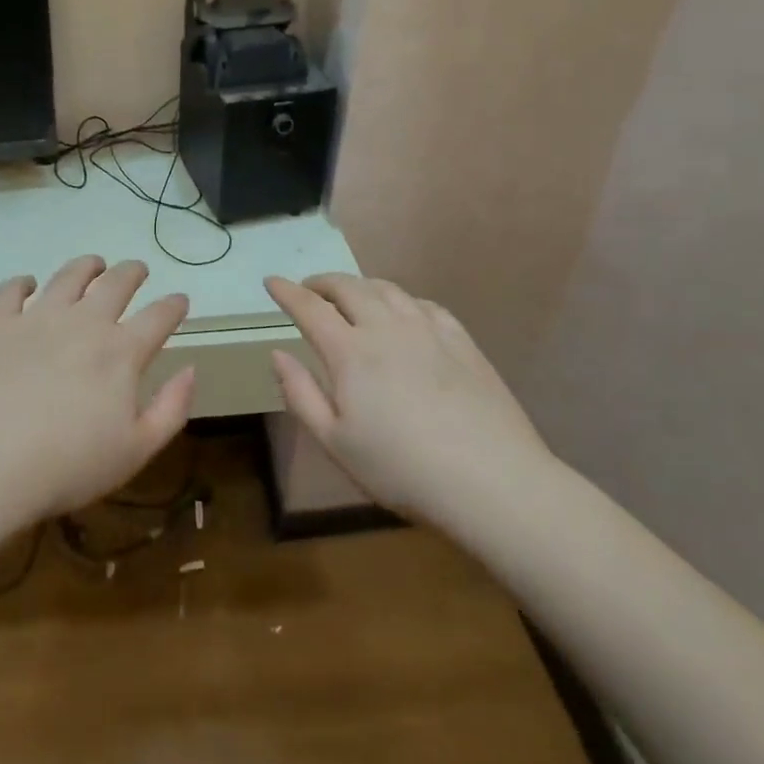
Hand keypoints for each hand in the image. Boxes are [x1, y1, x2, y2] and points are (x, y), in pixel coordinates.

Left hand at [0, 256, 195, 524]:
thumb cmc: (68, 466)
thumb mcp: (136, 450)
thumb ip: (171, 408)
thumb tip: (191, 369)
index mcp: (121, 352)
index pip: (159, 316)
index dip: (174, 305)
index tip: (180, 300)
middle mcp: (83, 322)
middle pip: (116, 283)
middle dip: (133, 272)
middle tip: (138, 270)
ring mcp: (37, 318)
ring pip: (68, 276)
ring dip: (87, 266)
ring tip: (93, 264)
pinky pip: (11, 290)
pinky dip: (22, 283)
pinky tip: (27, 285)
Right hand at [265, 274, 551, 517]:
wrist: (492, 482)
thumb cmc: (401, 469)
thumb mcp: (335, 443)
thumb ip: (300, 394)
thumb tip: (278, 354)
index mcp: (350, 352)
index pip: (310, 307)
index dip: (286, 291)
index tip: (271, 281)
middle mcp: (386, 328)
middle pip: (348, 287)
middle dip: (322, 283)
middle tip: (309, 290)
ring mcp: (428, 330)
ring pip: (386, 289)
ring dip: (360, 285)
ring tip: (350, 296)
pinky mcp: (461, 341)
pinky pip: (423, 304)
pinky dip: (401, 299)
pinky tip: (402, 312)